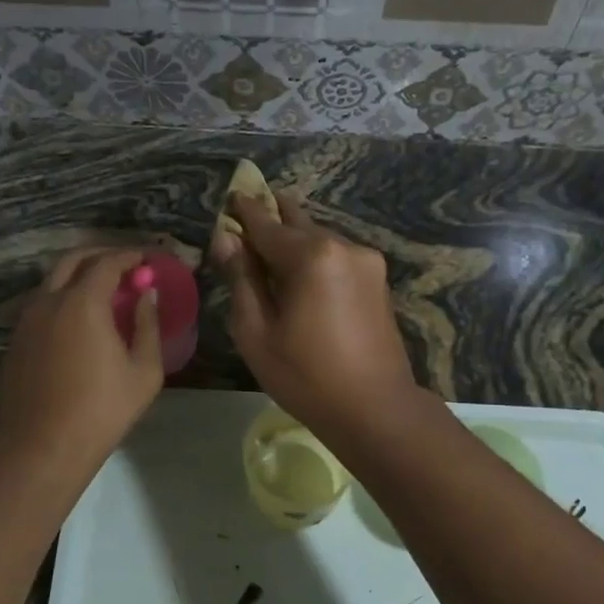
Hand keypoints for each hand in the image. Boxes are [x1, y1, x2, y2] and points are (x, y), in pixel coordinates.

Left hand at [0, 248, 161, 462]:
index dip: (129, 257)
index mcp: (83, 302)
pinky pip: (42, 305)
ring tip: (104, 292)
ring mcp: (27, 320)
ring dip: (79, 276)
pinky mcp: (16, 340)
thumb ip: (148, 326)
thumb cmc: (102, 409)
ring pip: (52, 282)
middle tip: (124, 267)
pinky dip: (63, 298)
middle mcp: (49, 301)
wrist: (42, 445)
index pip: (107, 263)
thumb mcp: (144, 371)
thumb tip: (147, 296)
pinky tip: (80, 320)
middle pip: (72, 260)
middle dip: (100, 256)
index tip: (147, 260)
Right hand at [212, 192, 418, 436]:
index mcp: (311, 256)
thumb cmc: (305, 376)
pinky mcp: (377, 279)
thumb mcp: (257, 332)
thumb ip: (241, 279)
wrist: (376, 409)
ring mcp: (366, 261)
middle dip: (273, 216)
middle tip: (250, 209)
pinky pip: (336, 256)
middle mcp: (342, 246)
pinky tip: (301, 272)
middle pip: (298, 223)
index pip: (267, 224)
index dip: (245, 211)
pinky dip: (315, 256)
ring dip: (295, 239)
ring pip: (319, 238)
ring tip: (272, 246)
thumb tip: (226, 239)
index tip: (232, 195)